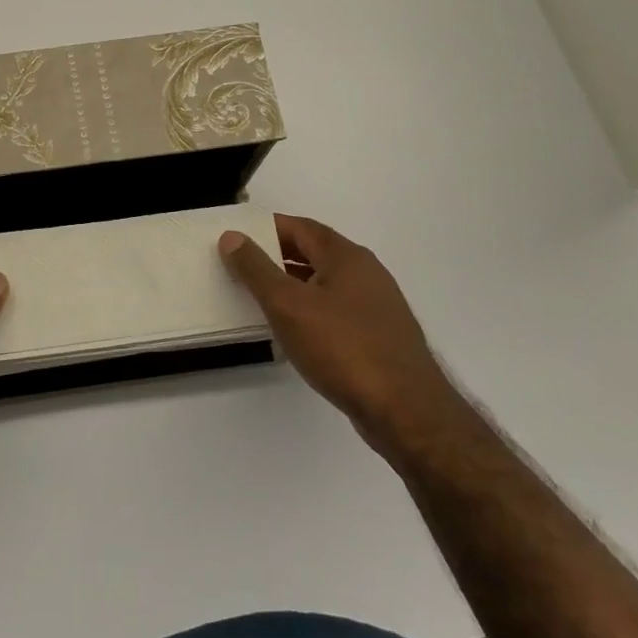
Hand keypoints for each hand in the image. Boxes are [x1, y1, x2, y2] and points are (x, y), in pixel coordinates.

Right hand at [219, 215, 458, 455]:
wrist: (404, 409)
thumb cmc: (342, 348)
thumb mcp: (287, 305)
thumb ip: (256, 269)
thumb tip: (232, 237)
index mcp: (346, 256)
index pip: (300, 227)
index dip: (266, 228)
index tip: (236, 237)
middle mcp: (366, 273)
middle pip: (314, 252)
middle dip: (276, 256)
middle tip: (239, 266)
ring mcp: (376, 305)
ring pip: (325, 283)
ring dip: (291, 285)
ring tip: (257, 298)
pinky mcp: (379, 336)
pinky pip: (335, 310)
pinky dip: (309, 311)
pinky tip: (292, 331)